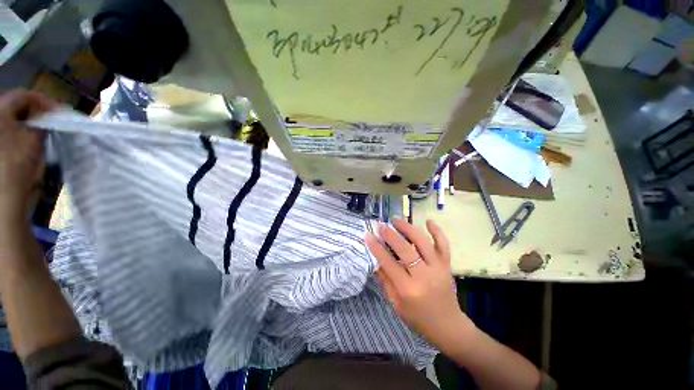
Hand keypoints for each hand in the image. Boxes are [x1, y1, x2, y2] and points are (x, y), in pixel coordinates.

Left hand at [0, 89, 57, 221]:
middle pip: (15, 104)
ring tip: (40, 130)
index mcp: (0, 111)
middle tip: (50, 120)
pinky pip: (7, 129)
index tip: (59, 111)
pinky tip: (27, 138)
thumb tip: (49, 117)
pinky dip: (19, 130)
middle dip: (34, 110)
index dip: (43, 101)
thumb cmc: (17, 163)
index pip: (24, 95)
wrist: (3, 194)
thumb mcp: (34, 141)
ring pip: (11, 117)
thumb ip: (42, 124)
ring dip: (27, 120)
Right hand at [365, 219, 473, 347]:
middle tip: (380, 225)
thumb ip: (385, 280)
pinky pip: (443, 244)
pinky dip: (437, 231)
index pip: (388, 262)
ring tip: (396, 220)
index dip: (376, 247)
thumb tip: (376, 259)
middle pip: (405, 249)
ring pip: (422, 242)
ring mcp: (437, 268)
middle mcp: (423, 276)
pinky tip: (428, 221)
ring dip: (408, 228)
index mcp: (408, 289)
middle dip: (390, 234)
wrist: (448, 326)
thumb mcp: (396, 304)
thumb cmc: (418, 318)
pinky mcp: (447, 265)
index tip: (368, 235)